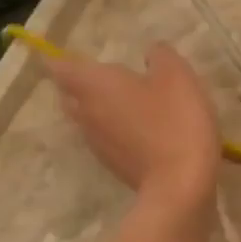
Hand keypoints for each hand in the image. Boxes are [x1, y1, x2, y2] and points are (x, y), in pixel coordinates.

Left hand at [46, 44, 220, 211]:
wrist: (180, 186)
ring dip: (103, 112)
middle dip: (82, 86)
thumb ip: (161, 57)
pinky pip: (109, 142)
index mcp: (94, 85)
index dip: (61, 59)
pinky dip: (120, 134)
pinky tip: (146, 134)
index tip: (77, 57)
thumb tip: (151, 55)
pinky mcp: (116, 167)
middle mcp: (86, 114)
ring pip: (89, 121)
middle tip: (107, 80)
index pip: (60, 67)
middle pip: (70, 96)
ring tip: (131, 106)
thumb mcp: (178, 77)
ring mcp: (99, 145)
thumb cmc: (175, 122)